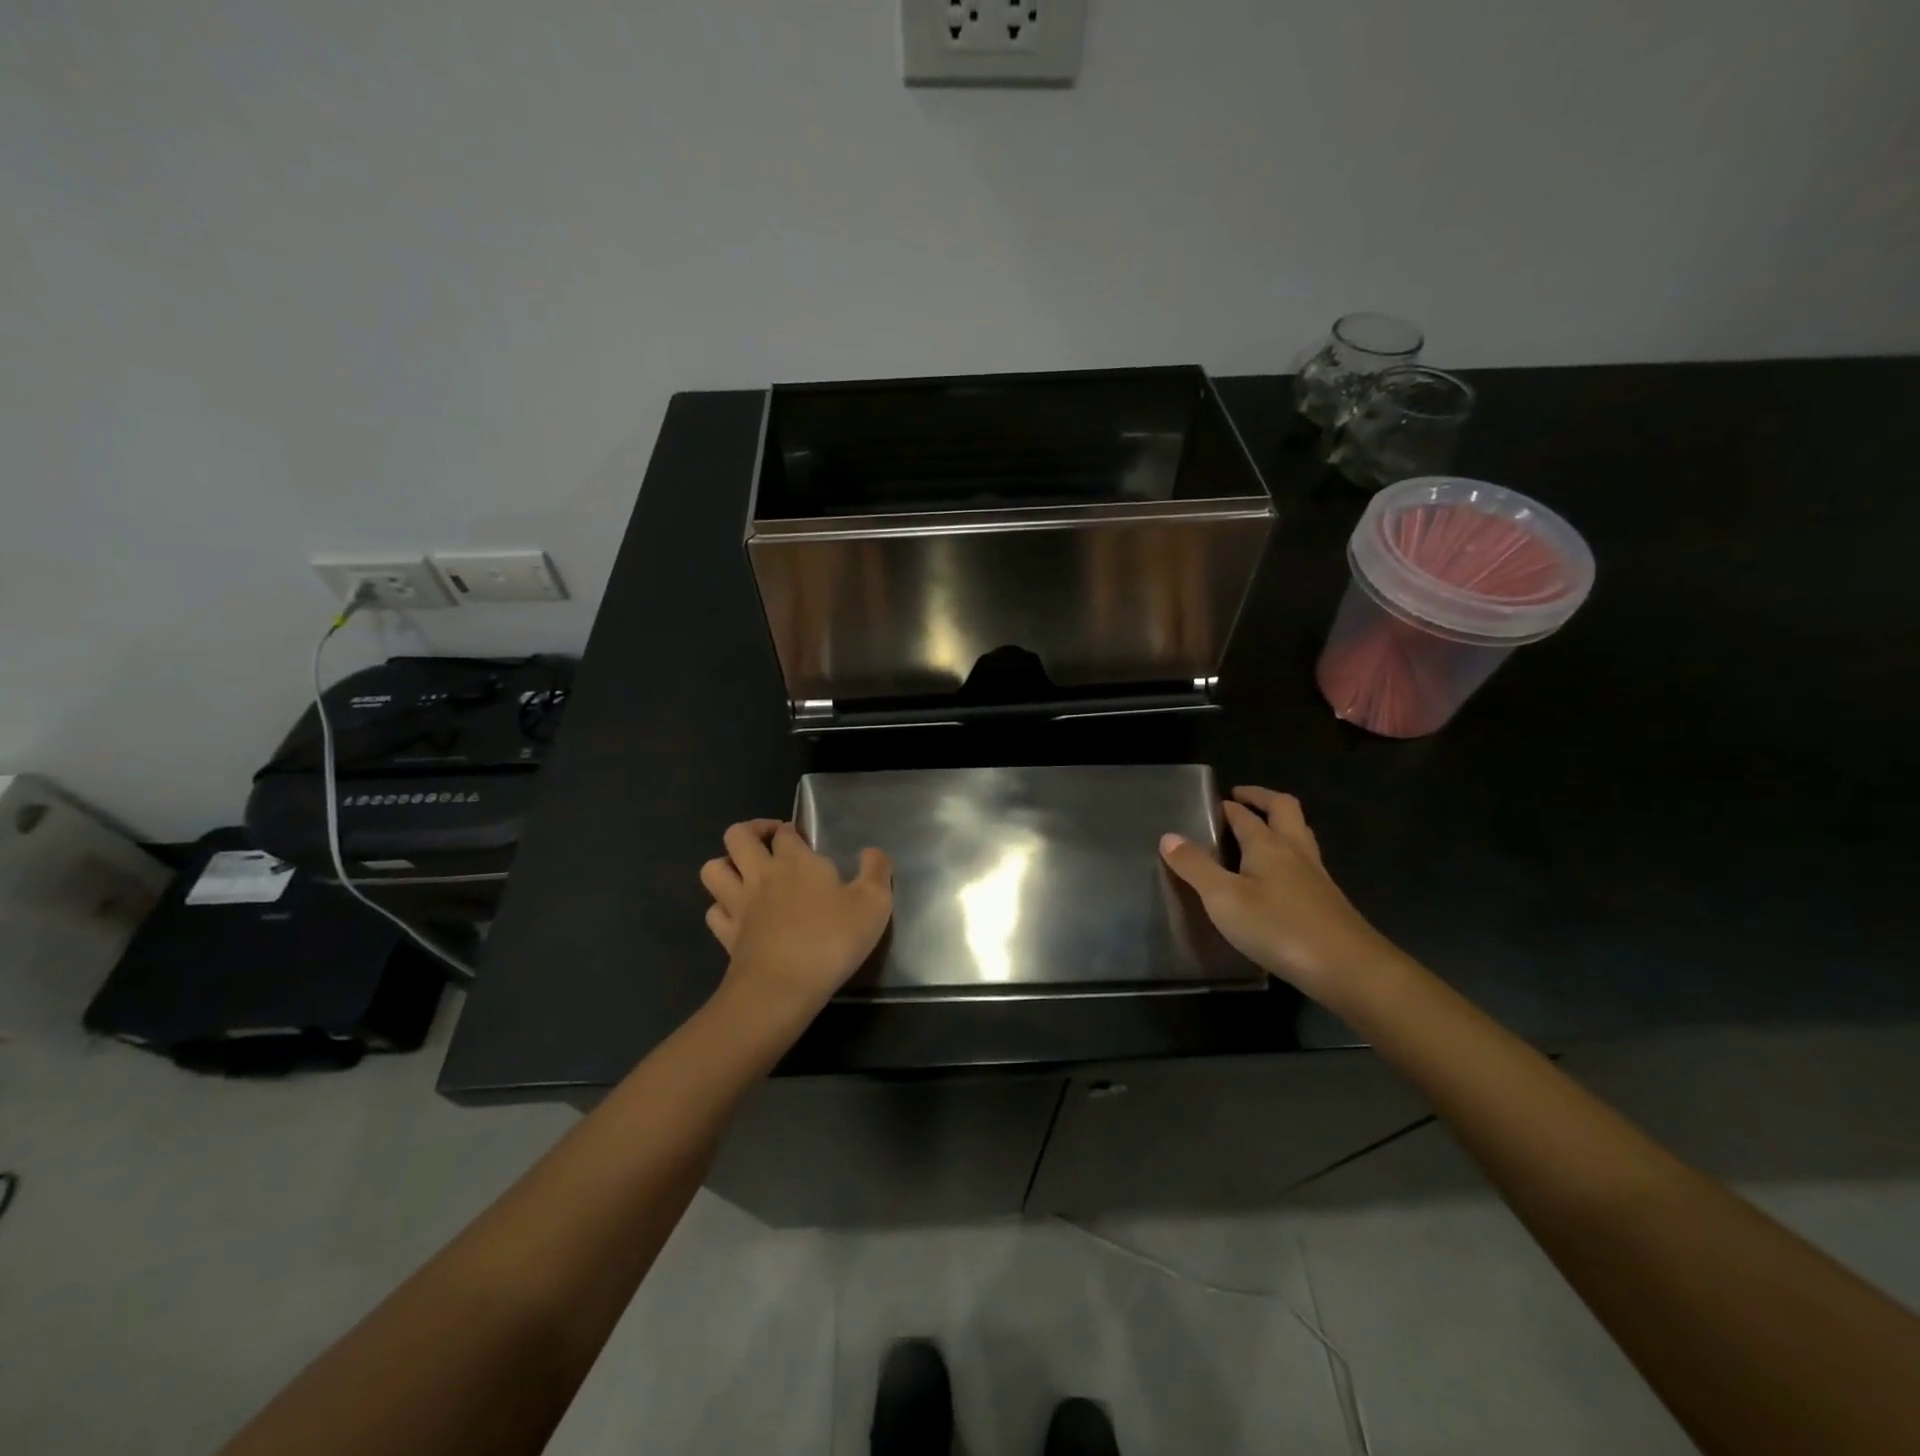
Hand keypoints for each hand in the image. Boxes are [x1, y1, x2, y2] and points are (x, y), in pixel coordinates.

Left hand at [700, 819, 893, 1024]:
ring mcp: (738, 906)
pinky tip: (739, 914)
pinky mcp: (727, 937)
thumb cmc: (830, 940)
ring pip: (713, 869)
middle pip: (737, 835)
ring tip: (747, 873)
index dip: (791, 831)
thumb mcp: (874, 903)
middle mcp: (761, 875)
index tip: (805, 840)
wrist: (782, 988)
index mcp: (795, 861)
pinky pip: (714, 912)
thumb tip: (872, 852)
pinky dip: (722, 907)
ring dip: (727, 864)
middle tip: (771, 842)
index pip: (784, 832)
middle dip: (752, 831)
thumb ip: (877, 872)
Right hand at [1160, 785, 1402, 1003]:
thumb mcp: (1223, 898)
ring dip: (1280, 823)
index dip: (1228, 806)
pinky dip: (1290, 855)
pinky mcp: (1328, 900)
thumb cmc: (1278, 927)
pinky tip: (1280, 877)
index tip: (1213, 802)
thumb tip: (1168, 836)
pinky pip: (1307, 862)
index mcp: (1267, 844)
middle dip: (1262, 799)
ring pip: (1300, 834)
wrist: (1348, 968)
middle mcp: (1295, 851)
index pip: (1244, 814)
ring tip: (1261, 830)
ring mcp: (1316, 875)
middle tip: (1241, 799)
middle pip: (1284, 809)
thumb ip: (1195, 867)